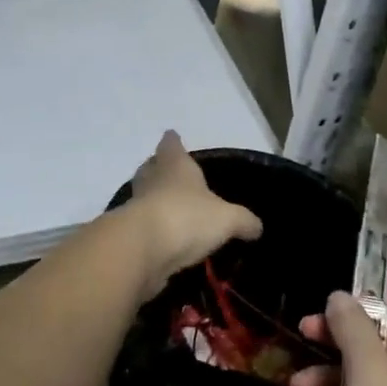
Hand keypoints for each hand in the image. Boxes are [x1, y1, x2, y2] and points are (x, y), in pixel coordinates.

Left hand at [124, 131, 262, 299]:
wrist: (143, 249)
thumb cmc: (187, 217)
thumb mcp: (227, 219)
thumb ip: (244, 220)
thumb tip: (256, 227)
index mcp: (174, 164)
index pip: (171, 144)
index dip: (173, 142)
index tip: (173, 137)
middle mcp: (152, 179)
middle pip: (152, 168)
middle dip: (160, 169)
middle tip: (172, 174)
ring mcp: (136, 205)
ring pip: (145, 195)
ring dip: (155, 199)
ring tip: (173, 208)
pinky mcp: (129, 232)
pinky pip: (143, 224)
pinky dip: (153, 228)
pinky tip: (166, 237)